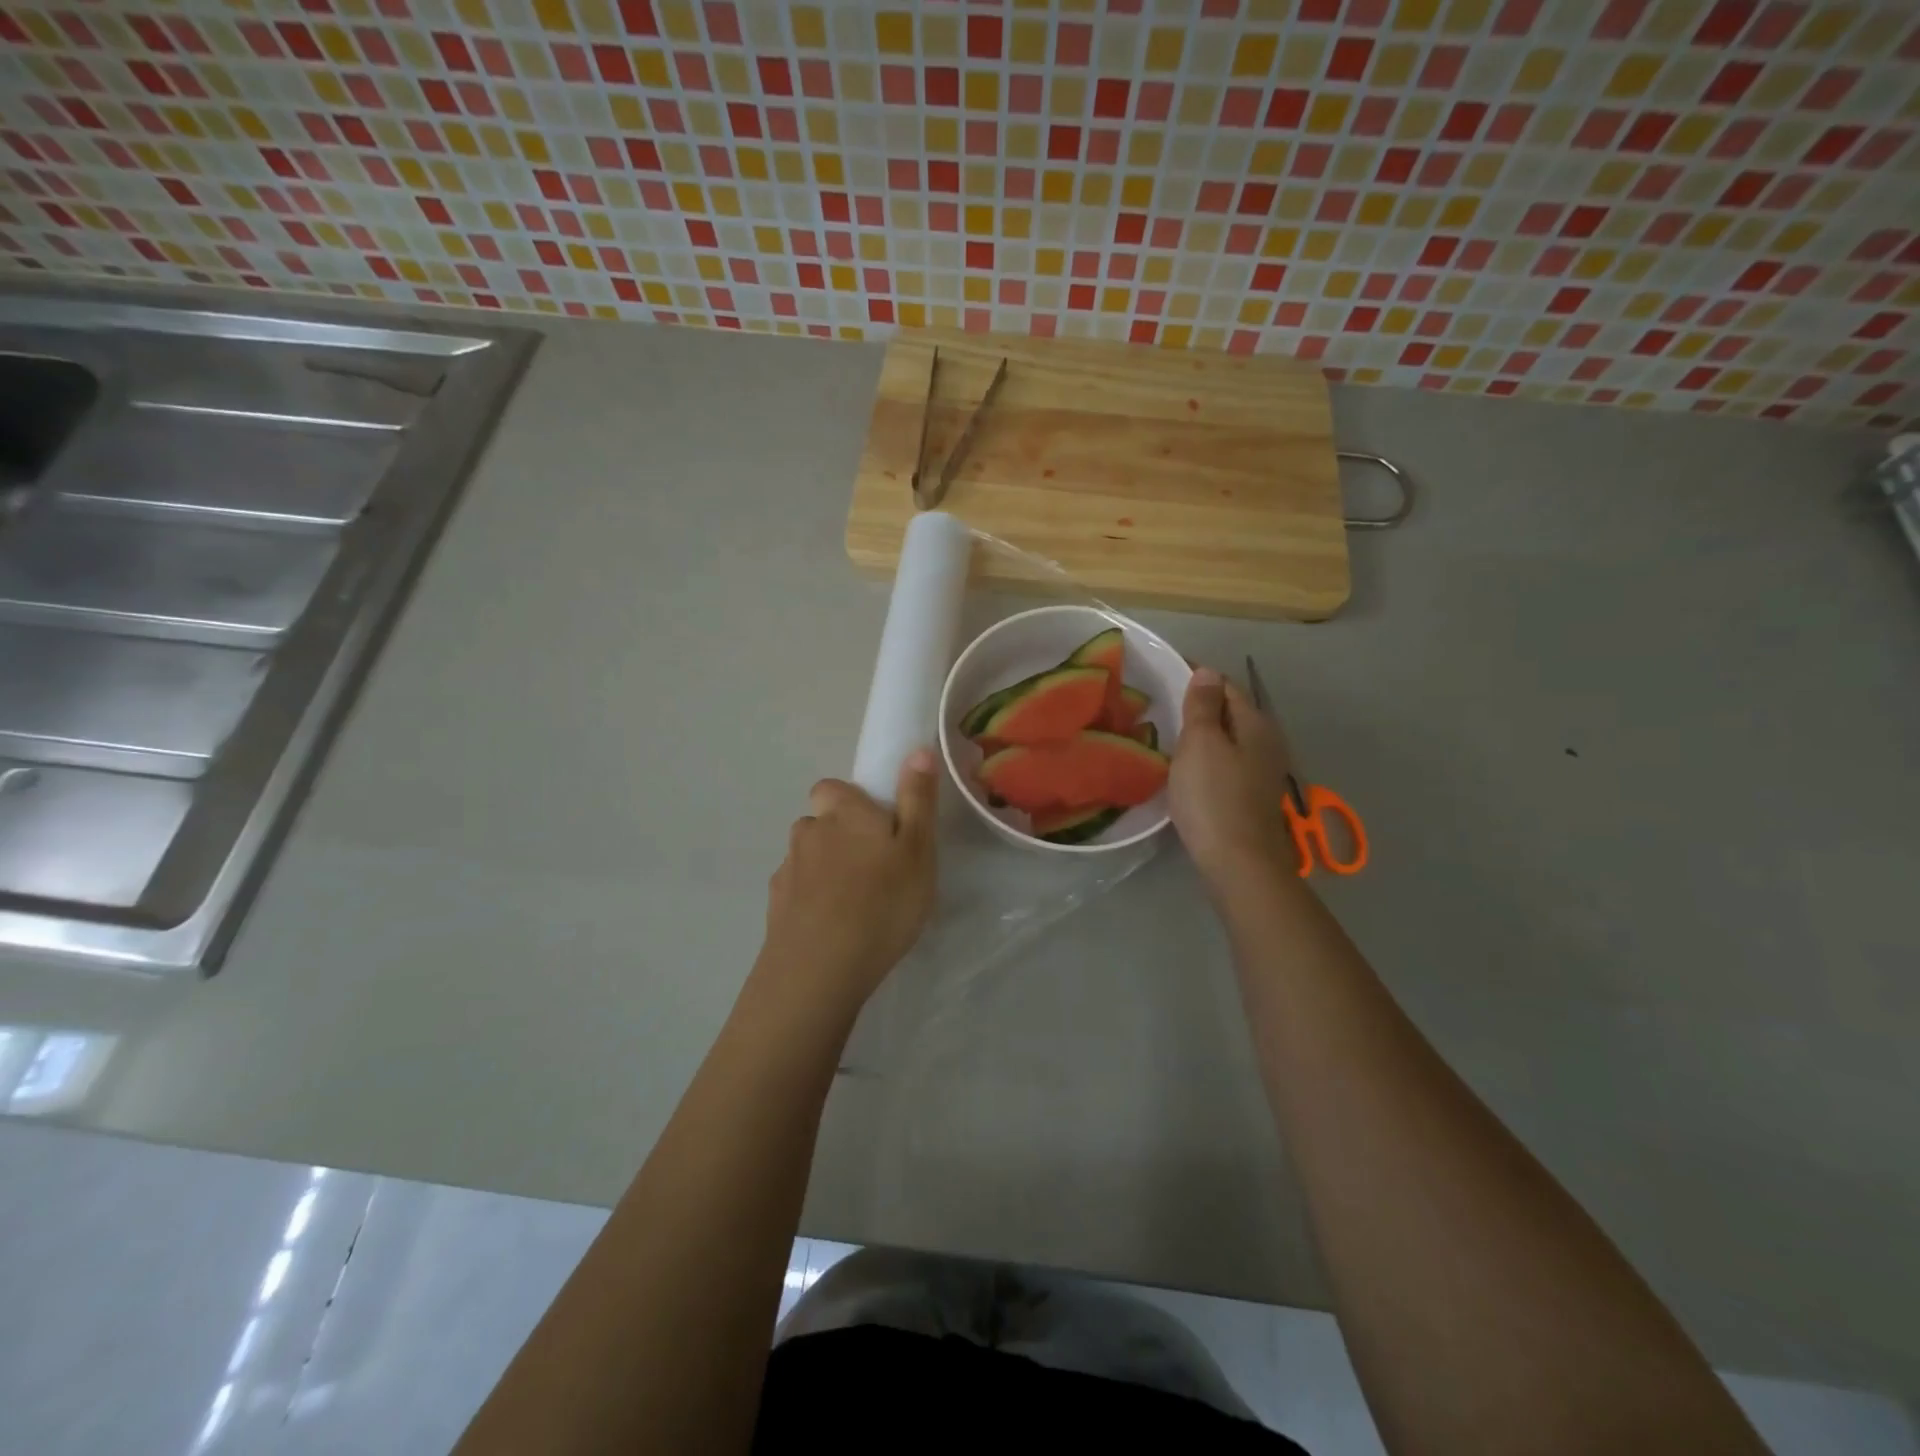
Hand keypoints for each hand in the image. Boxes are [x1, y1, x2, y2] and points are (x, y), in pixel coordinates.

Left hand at [758, 750, 938, 1012]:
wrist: (820, 969)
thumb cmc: (882, 903)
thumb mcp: (917, 849)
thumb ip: (917, 799)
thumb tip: (917, 749)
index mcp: (843, 813)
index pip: (832, 787)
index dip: (851, 802)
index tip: (875, 826)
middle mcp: (809, 832)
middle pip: (820, 823)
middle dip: (840, 837)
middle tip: (874, 869)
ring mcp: (787, 871)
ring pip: (807, 858)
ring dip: (825, 870)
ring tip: (854, 903)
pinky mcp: (775, 907)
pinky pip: (796, 892)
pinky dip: (811, 901)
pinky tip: (832, 928)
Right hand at [1170, 667, 1298, 884]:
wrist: (1239, 863)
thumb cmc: (1214, 797)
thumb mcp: (1201, 743)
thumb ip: (1204, 706)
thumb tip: (1208, 671)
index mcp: (1256, 724)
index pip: (1226, 686)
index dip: (1197, 677)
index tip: (1163, 675)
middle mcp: (1267, 742)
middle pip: (1231, 713)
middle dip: (1200, 705)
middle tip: (1160, 705)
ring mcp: (1262, 772)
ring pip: (1229, 740)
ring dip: (1203, 734)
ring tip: (1168, 735)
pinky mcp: (1252, 797)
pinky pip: (1227, 763)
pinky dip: (1208, 758)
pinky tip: (1187, 769)